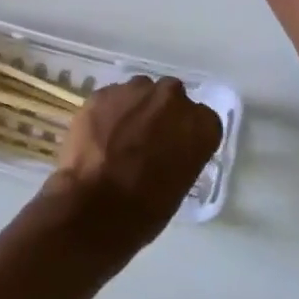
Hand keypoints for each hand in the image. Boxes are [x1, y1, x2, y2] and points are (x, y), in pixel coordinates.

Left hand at [44, 76, 223, 253]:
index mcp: (200, 124)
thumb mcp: (180, 184)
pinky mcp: (103, 93)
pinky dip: (108, 112)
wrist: (96, 205)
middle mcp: (172, 98)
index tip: (176, 148)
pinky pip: (111, 98)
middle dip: (161, 114)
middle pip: (171, 97)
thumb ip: (180, 154)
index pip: (202, 120)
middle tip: (146, 140)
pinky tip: (98, 136)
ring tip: (118, 137)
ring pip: (139, 92)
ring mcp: (135, 91)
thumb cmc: (146, 207)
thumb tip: (166, 150)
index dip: (186, 134)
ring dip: (134, 109)